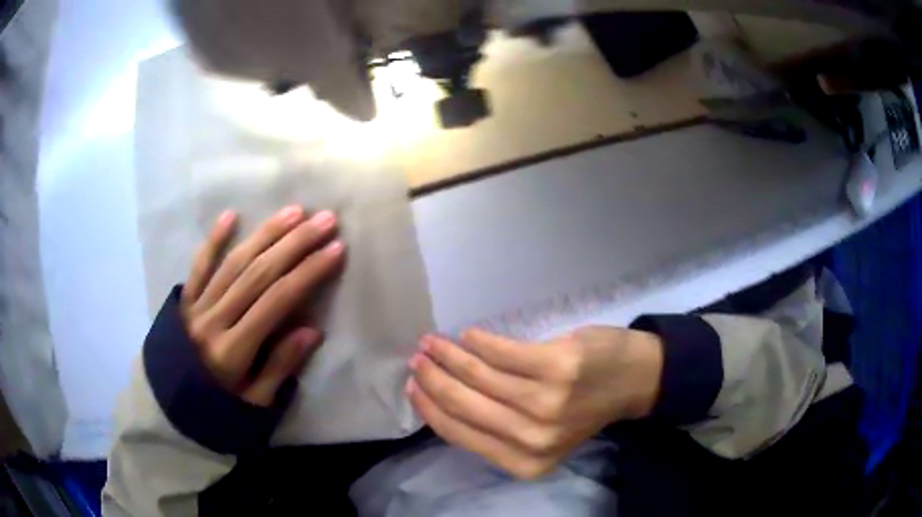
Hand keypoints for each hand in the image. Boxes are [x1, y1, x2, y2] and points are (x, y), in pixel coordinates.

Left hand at [182, 205, 344, 406]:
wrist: (170, 410)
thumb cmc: (218, 409)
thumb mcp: (255, 403)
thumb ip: (280, 367)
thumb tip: (312, 330)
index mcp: (232, 350)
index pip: (276, 301)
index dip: (307, 273)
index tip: (335, 250)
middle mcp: (213, 320)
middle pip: (258, 274)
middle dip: (294, 243)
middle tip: (324, 220)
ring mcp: (196, 307)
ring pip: (233, 263)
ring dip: (264, 234)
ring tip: (293, 212)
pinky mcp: (184, 301)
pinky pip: (199, 266)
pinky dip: (213, 240)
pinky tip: (230, 216)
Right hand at [406, 327, 662, 478]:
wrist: (633, 381)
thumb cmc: (582, 409)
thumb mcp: (538, 436)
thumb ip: (496, 430)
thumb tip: (442, 401)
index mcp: (524, 462)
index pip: (458, 434)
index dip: (429, 408)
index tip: (412, 387)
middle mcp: (532, 438)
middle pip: (462, 405)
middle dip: (432, 379)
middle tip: (417, 358)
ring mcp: (546, 402)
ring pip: (478, 376)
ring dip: (449, 355)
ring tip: (434, 342)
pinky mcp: (557, 367)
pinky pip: (501, 352)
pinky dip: (479, 342)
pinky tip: (469, 336)